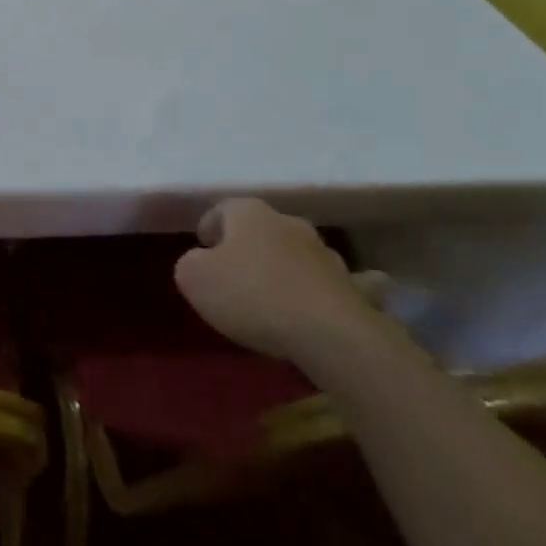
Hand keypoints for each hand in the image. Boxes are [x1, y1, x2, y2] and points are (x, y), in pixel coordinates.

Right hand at [173, 198, 383, 365]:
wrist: (329, 335)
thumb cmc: (251, 295)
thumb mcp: (193, 279)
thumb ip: (190, 264)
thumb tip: (202, 263)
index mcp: (249, 214)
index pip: (222, 209)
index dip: (209, 228)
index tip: (202, 250)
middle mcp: (290, 224)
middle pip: (263, 228)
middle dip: (250, 245)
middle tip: (236, 273)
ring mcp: (327, 254)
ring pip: (301, 253)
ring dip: (289, 266)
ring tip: (277, 294)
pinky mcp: (355, 288)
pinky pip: (344, 284)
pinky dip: (336, 289)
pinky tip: (331, 302)